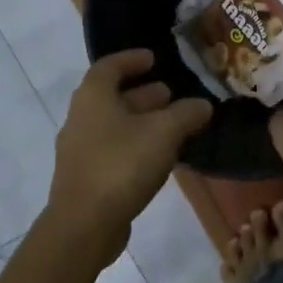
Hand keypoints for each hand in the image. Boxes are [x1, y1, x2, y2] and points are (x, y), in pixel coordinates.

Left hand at [45, 49, 212, 257]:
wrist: (84, 224)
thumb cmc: (122, 165)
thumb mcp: (164, 133)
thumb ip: (187, 114)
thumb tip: (203, 105)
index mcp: (93, 97)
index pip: (109, 66)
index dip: (132, 59)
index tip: (154, 58)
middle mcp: (81, 118)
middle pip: (112, 96)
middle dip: (143, 93)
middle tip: (172, 94)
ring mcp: (80, 150)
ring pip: (114, 125)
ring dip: (142, 121)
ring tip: (173, 125)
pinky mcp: (86, 178)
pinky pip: (113, 150)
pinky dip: (136, 145)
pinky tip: (159, 156)